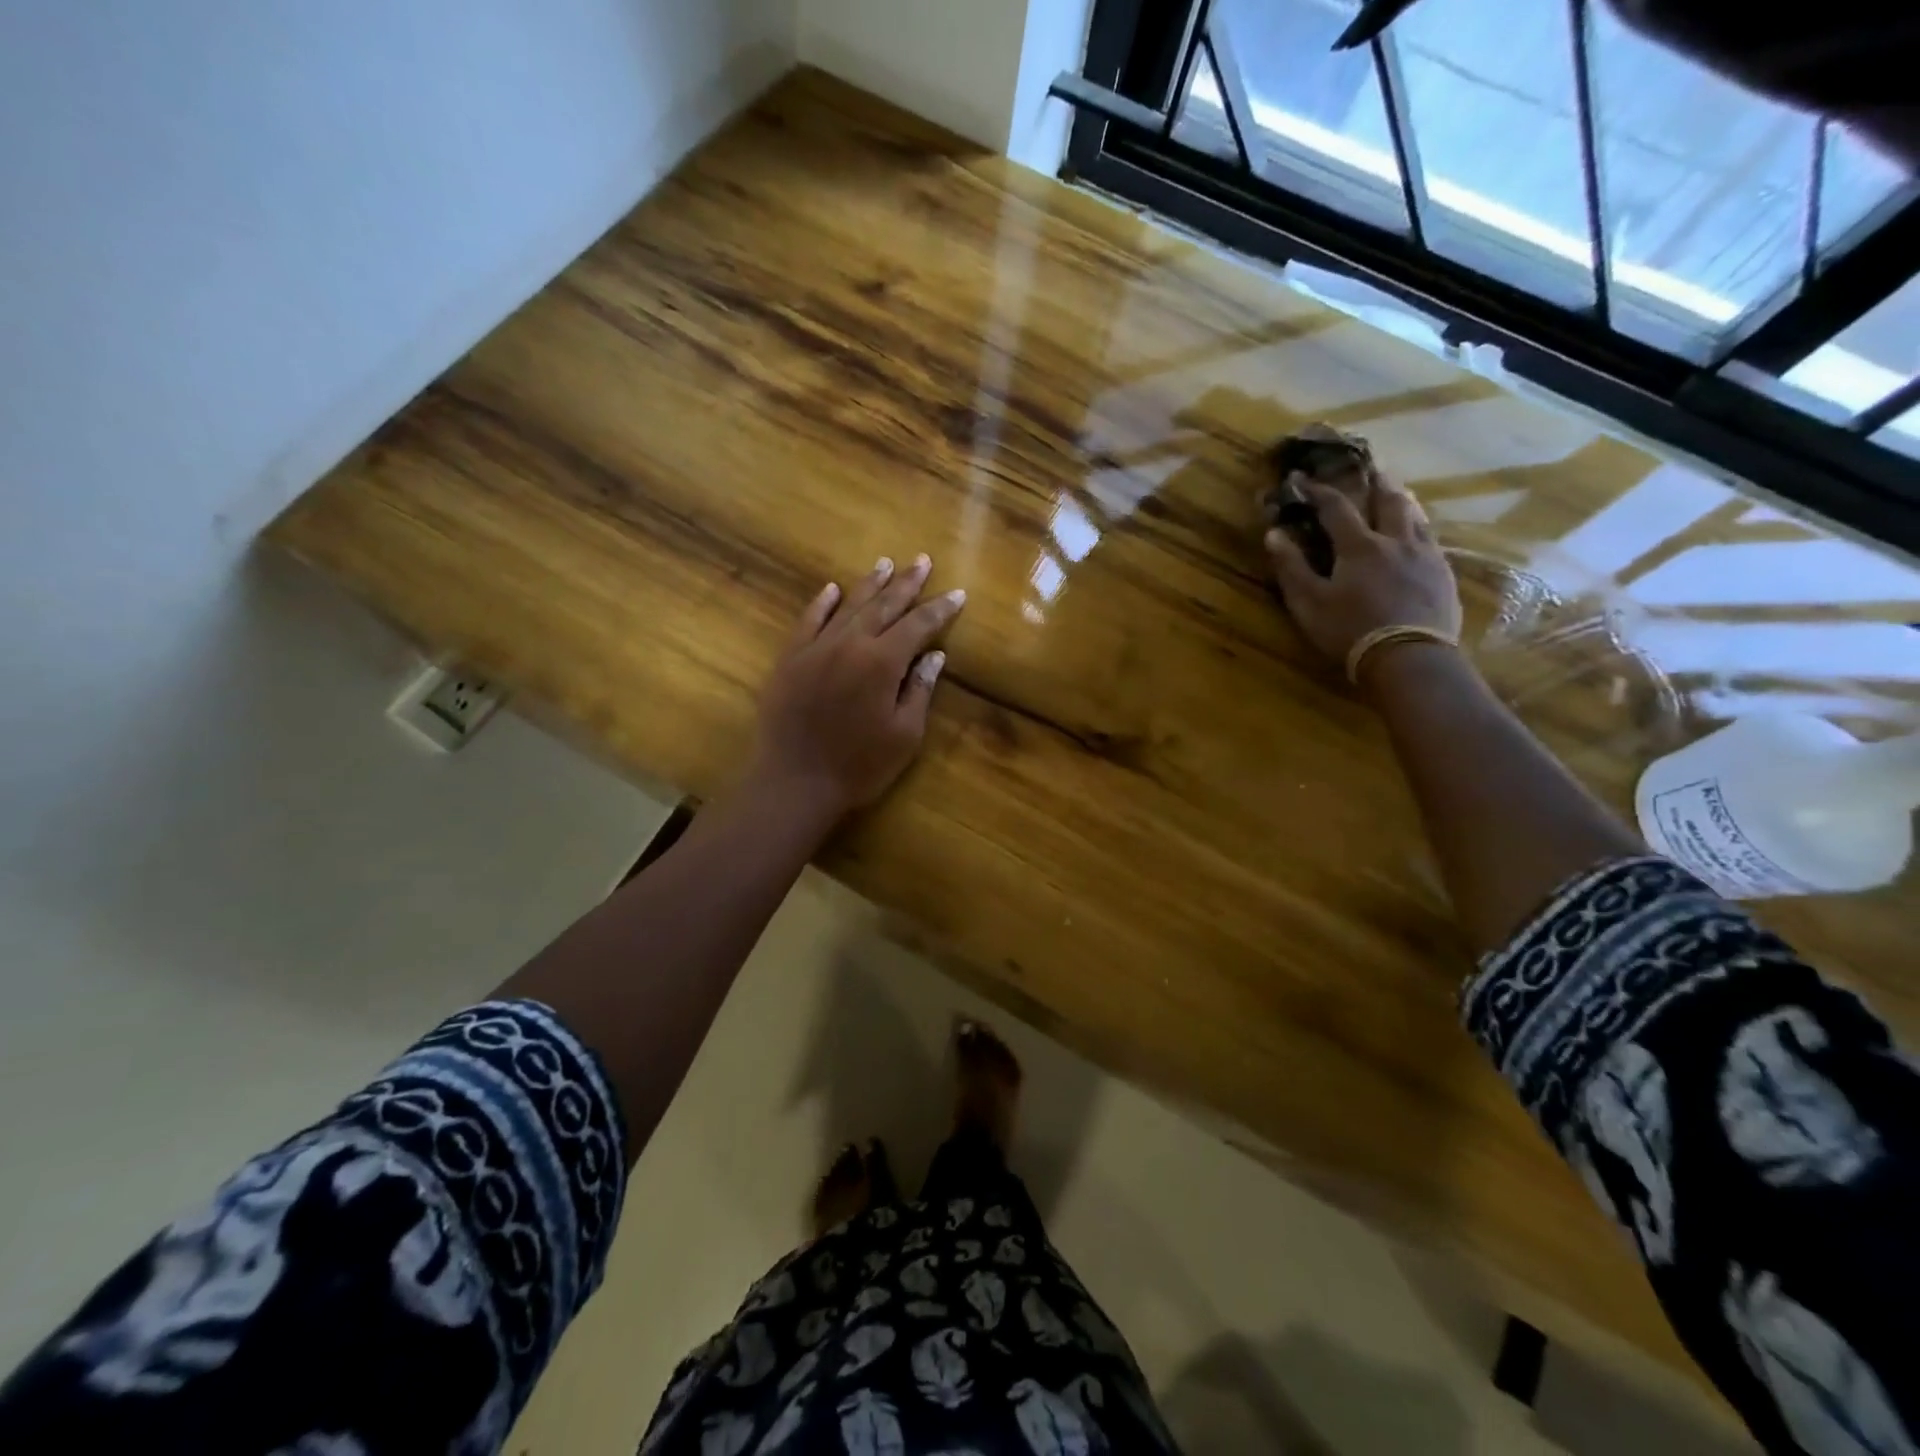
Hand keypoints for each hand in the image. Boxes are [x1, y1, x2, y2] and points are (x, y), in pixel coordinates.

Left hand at [749, 553, 965, 819]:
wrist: (794, 782)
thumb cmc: (859, 766)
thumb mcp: (904, 735)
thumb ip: (919, 690)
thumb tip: (934, 656)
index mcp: (882, 662)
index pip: (918, 626)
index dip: (940, 610)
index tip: (957, 594)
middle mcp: (850, 644)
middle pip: (884, 605)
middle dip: (906, 583)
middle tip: (922, 561)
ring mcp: (816, 648)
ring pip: (848, 606)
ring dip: (870, 584)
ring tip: (885, 564)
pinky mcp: (790, 659)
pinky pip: (808, 621)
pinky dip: (822, 603)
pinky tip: (832, 590)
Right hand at [1265, 476, 1460, 675]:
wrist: (1409, 658)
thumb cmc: (1350, 630)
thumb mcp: (1309, 603)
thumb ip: (1291, 567)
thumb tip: (1273, 533)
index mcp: (1359, 546)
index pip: (1336, 507)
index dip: (1318, 490)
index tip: (1302, 479)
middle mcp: (1396, 541)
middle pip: (1389, 501)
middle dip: (1375, 483)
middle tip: (1370, 469)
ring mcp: (1425, 556)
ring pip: (1416, 516)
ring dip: (1404, 500)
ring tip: (1399, 493)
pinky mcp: (1444, 575)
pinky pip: (1432, 540)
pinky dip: (1421, 527)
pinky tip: (1419, 534)